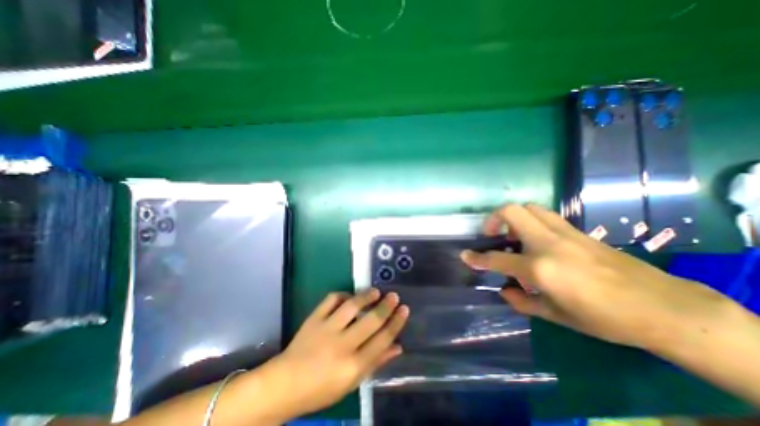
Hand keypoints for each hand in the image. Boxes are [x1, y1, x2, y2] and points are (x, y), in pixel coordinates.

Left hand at [267, 289, 409, 418]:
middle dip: (386, 307)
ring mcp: (326, 329)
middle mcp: (342, 345)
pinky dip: (342, 295)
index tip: (404, 309)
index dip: (396, 323)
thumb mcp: (352, 382)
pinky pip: (331, 300)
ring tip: (375, 291)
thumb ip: (376, 363)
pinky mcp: (314, 319)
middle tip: (394, 296)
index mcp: (353, 366)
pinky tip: (349, 297)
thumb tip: (397, 346)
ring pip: (351, 306)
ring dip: (366, 296)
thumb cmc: (321, 389)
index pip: (382, 340)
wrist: (285, 384)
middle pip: (371, 321)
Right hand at [460, 201, 726, 348]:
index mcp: (540, 268)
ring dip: (513, 218)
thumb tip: (504, 291)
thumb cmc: (605, 318)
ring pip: (529, 208)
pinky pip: (546, 216)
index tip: (465, 255)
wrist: (663, 307)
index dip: (476, 259)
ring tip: (514, 236)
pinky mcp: (577, 231)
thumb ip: (524, 302)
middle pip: (511, 212)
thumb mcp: (557, 316)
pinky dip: (532, 222)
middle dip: (493, 220)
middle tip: (493, 235)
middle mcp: (548, 243)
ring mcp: (564, 233)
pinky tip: (537, 240)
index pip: (497, 259)